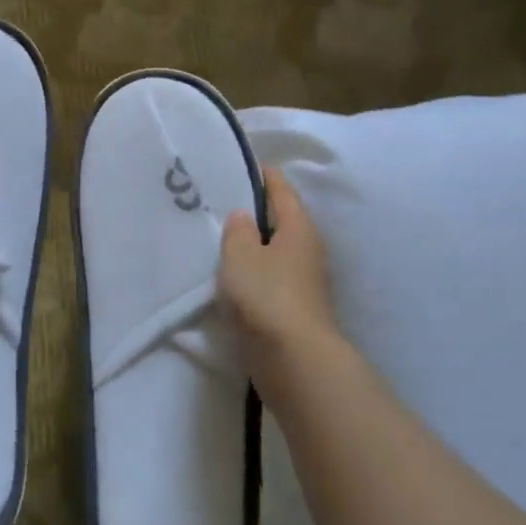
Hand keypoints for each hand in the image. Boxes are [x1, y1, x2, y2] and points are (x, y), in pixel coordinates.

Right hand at [220, 168, 337, 372]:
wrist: (293, 359)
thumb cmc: (266, 296)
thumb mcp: (240, 255)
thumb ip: (237, 230)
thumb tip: (243, 216)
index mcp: (298, 227)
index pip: (280, 189)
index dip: (261, 175)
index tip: (236, 165)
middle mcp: (307, 248)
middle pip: (280, 219)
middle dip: (253, 211)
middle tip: (219, 203)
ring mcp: (304, 279)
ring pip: (274, 250)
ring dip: (252, 244)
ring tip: (220, 239)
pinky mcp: (294, 306)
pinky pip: (271, 276)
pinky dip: (254, 271)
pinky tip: (231, 276)